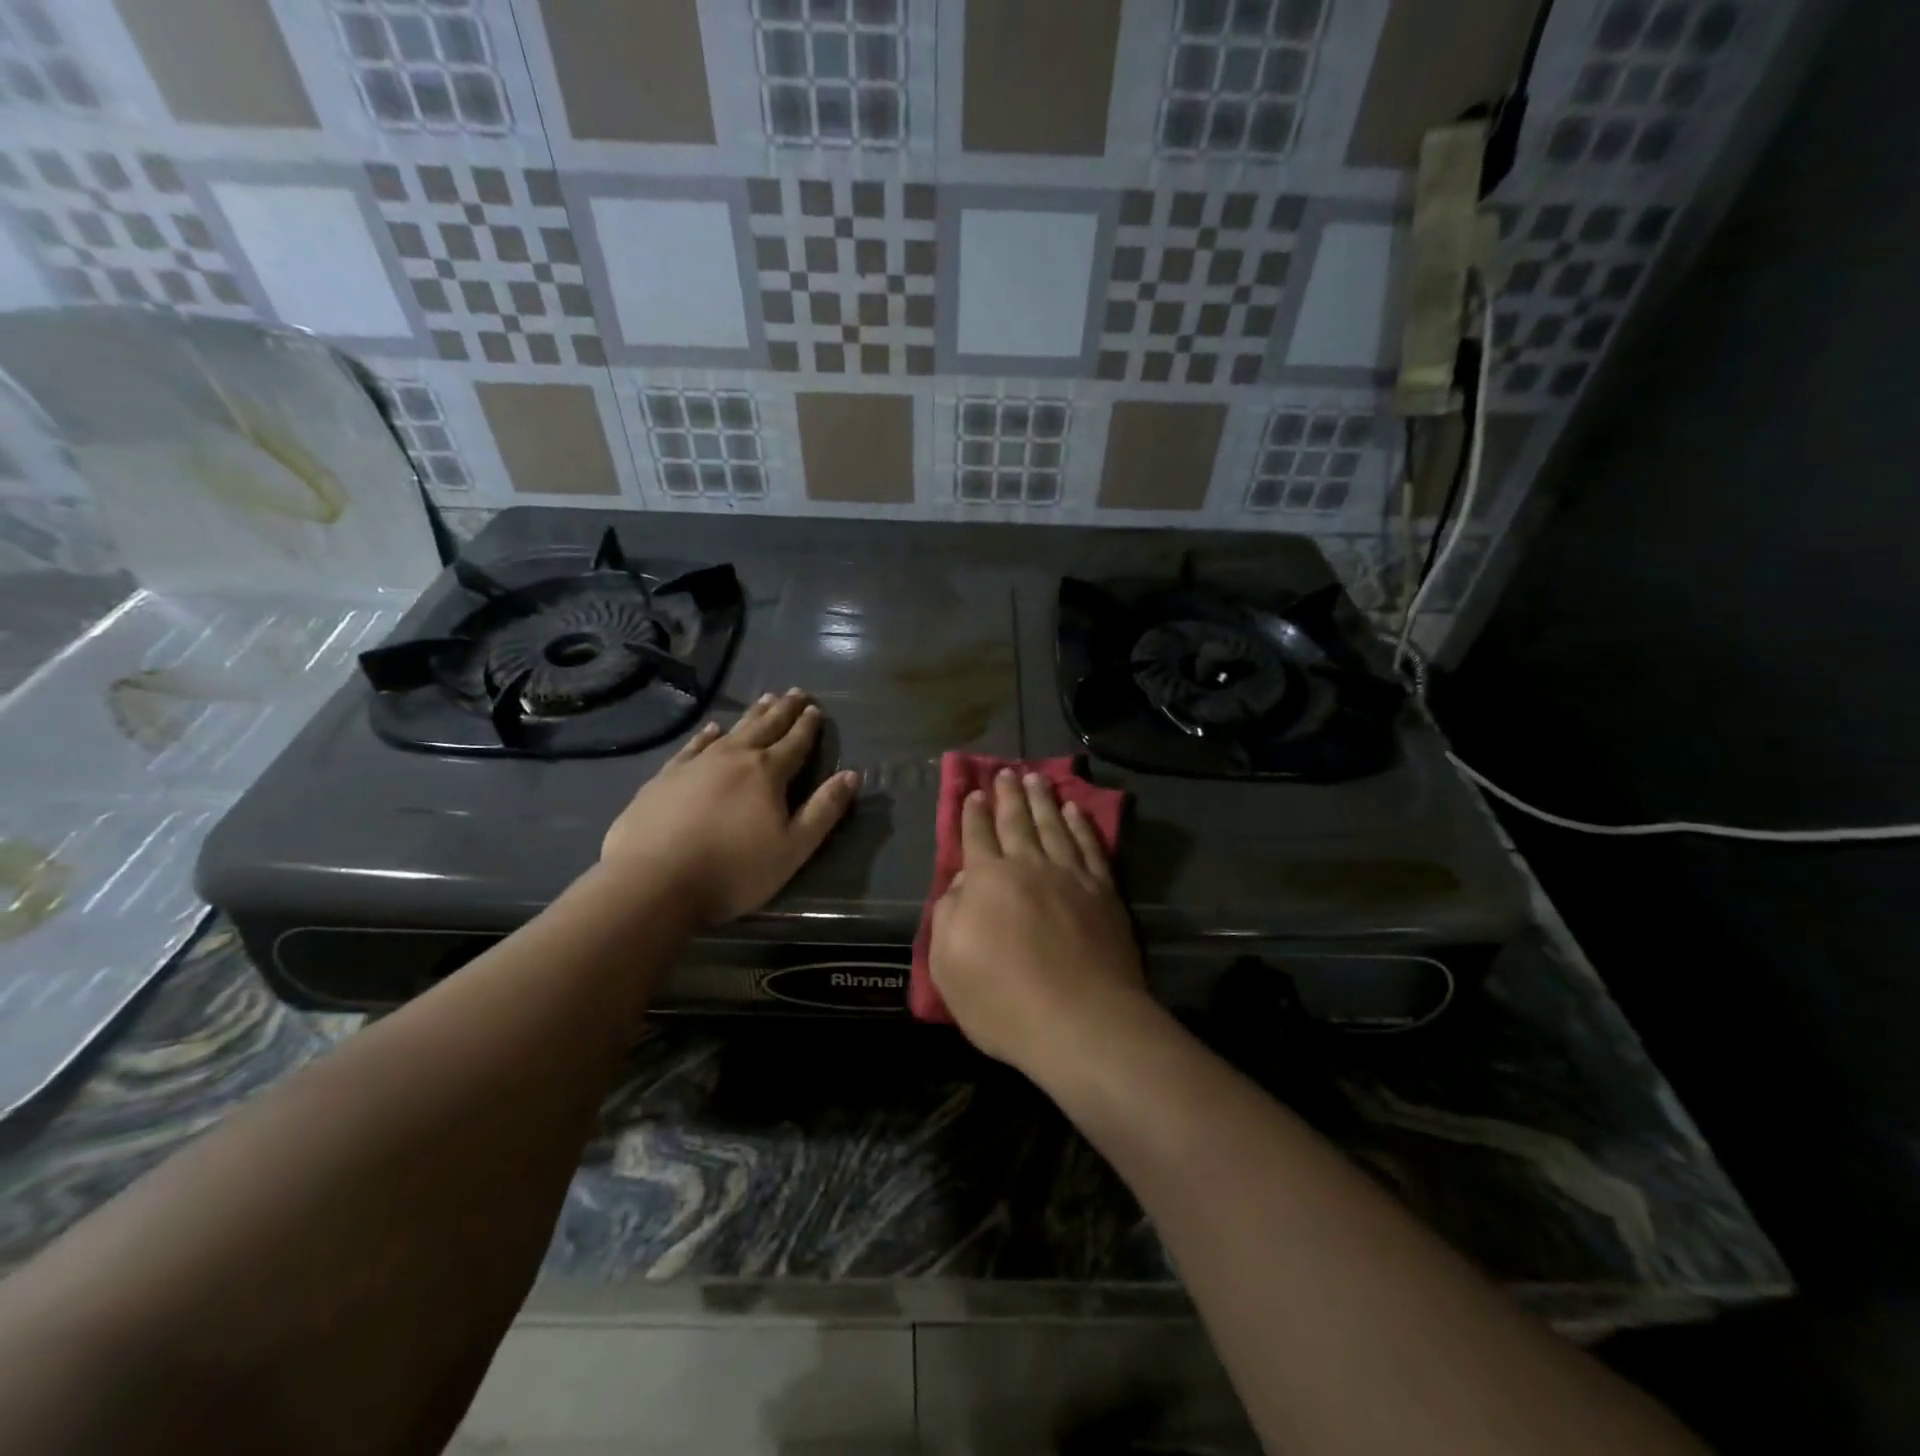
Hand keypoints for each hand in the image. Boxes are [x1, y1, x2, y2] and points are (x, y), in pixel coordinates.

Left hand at [600, 689, 859, 926]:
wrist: (653, 881)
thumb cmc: (734, 870)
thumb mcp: (793, 848)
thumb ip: (824, 810)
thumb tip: (851, 775)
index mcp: (768, 773)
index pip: (795, 743)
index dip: (808, 726)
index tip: (816, 708)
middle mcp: (734, 758)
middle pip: (765, 727)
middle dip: (783, 710)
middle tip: (795, 692)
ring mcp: (696, 764)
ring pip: (731, 731)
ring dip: (751, 715)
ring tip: (764, 699)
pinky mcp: (665, 778)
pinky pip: (692, 746)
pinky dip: (706, 735)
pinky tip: (711, 729)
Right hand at [929, 770, 1149, 1077]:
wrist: (1081, 1021)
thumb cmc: (1003, 1001)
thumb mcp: (948, 965)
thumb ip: (948, 915)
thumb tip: (960, 883)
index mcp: (987, 881)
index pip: (977, 836)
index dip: (973, 814)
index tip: (974, 792)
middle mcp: (1028, 867)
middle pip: (1017, 821)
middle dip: (1008, 795)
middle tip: (1006, 771)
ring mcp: (1070, 876)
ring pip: (1054, 825)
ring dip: (1043, 800)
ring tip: (1037, 779)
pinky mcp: (1103, 891)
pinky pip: (1089, 846)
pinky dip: (1080, 825)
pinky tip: (1076, 811)